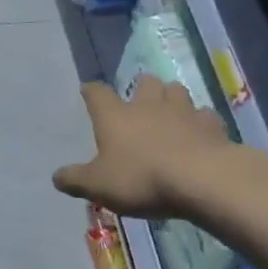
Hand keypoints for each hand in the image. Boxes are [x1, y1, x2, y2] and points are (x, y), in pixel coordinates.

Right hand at [52, 78, 238, 219]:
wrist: (201, 179)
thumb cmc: (141, 178)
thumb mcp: (97, 185)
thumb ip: (75, 179)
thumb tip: (56, 176)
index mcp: (115, 116)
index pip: (97, 94)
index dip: (91, 91)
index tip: (88, 91)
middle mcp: (148, 105)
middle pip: (145, 83)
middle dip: (142, 88)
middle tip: (140, 101)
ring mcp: (183, 112)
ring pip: (176, 91)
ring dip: (171, 98)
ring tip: (170, 112)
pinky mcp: (211, 125)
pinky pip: (204, 116)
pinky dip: (200, 122)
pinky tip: (199, 134)